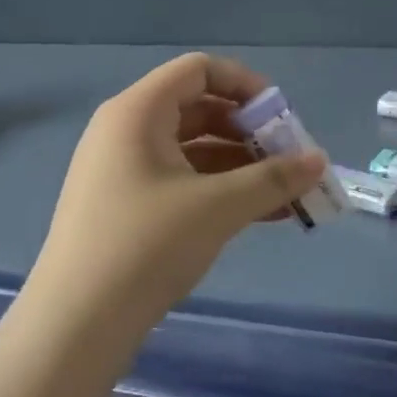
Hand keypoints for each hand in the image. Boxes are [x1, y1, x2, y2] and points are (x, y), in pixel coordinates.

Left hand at [26, 53, 328, 334]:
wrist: (76, 325)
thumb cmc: (146, 246)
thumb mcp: (217, 207)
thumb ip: (272, 179)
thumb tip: (320, 161)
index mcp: (138, 111)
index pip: (198, 70)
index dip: (246, 85)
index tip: (282, 117)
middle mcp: (126, 129)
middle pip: (199, 108)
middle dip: (250, 131)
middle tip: (290, 160)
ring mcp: (123, 169)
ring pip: (193, 149)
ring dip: (241, 166)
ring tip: (287, 194)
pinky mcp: (126, 205)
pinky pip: (181, 180)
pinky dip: (219, 190)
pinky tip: (261, 214)